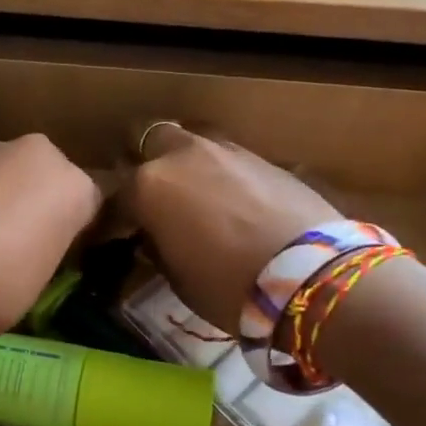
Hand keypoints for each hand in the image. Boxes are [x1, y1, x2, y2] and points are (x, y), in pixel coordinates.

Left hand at [0, 135, 102, 331]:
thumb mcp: (38, 281)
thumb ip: (43, 252)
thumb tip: (32, 249)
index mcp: (73, 186)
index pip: (90, 202)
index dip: (75, 226)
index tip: (61, 249)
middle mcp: (36, 154)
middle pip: (43, 177)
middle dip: (32, 200)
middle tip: (14, 240)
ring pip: (0, 172)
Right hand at [121, 124, 341, 332]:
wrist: (311, 276)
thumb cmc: (229, 287)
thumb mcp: (178, 278)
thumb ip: (157, 247)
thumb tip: (153, 236)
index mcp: (149, 186)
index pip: (115, 196)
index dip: (113, 218)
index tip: (118, 236)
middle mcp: (181, 155)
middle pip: (148, 138)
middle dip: (144, 160)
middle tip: (152, 194)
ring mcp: (223, 150)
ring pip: (190, 140)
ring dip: (184, 160)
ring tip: (193, 191)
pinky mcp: (262, 156)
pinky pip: (226, 156)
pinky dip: (220, 171)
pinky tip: (231, 198)